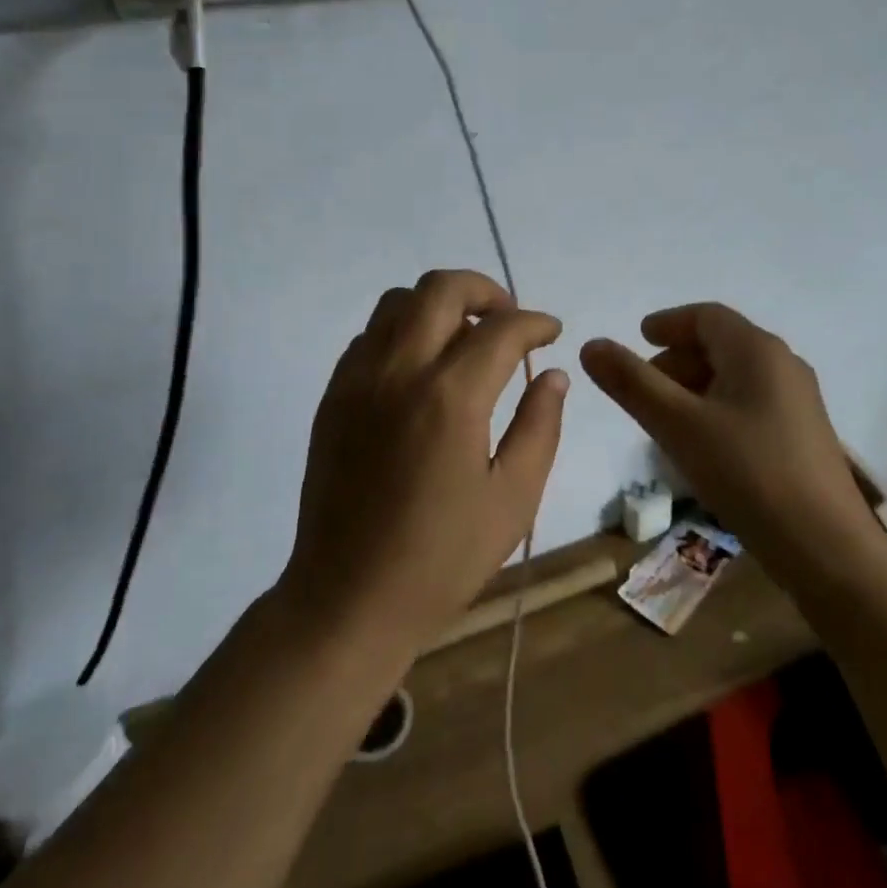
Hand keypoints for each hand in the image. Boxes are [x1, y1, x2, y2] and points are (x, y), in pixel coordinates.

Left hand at [279, 270, 568, 657]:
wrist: (347, 599)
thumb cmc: (441, 558)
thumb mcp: (513, 500)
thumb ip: (540, 427)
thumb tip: (553, 375)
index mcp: (450, 397)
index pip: (502, 329)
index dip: (535, 322)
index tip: (551, 331)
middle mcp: (399, 371)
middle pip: (442, 288)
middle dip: (486, 290)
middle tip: (509, 319)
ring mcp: (358, 378)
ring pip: (399, 300)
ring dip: (439, 304)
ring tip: (465, 337)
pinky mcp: (333, 394)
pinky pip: (371, 334)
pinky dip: (404, 329)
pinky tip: (422, 367)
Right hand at [580, 303, 875, 569]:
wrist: (827, 548)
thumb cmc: (748, 473)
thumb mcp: (678, 425)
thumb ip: (632, 383)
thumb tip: (591, 345)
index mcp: (756, 349)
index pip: (705, 316)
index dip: (668, 323)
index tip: (639, 337)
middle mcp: (783, 364)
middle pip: (721, 344)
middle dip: (677, 359)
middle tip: (643, 388)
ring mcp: (798, 400)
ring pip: (736, 376)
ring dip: (696, 386)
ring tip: (666, 420)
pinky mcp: (804, 434)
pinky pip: (751, 402)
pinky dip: (718, 407)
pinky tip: (703, 444)